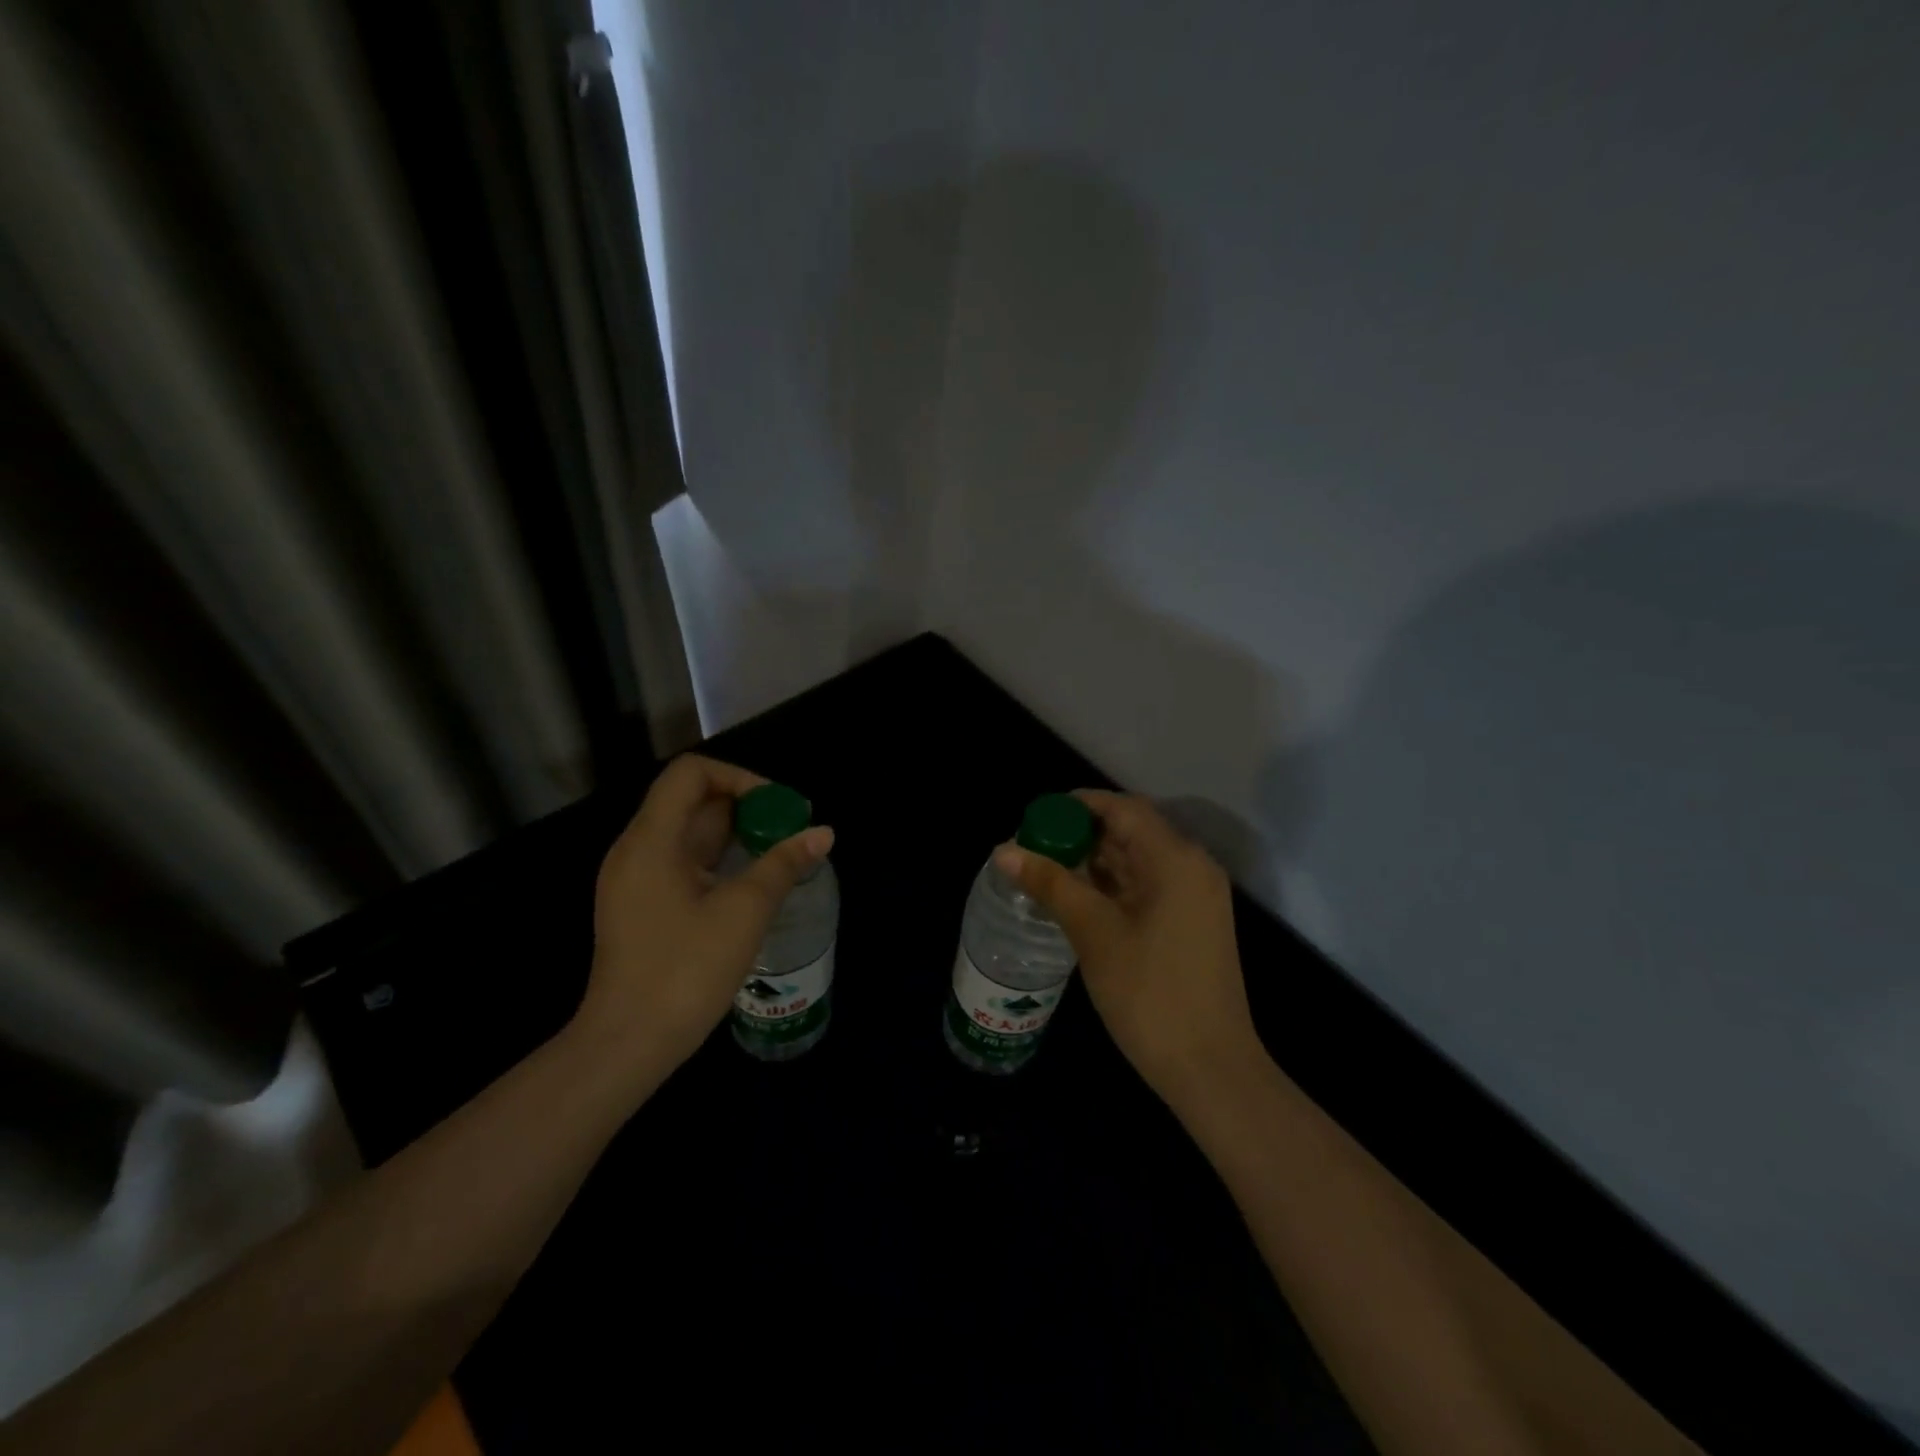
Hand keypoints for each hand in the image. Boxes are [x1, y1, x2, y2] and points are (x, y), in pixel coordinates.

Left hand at [580, 755, 833, 1083]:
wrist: (628, 1043)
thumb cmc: (684, 970)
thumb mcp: (744, 911)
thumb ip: (784, 864)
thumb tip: (823, 832)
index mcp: (651, 840)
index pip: (691, 774)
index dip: (739, 778)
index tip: (777, 808)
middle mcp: (637, 850)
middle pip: (692, 801)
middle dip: (746, 807)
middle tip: (791, 830)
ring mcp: (635, 880)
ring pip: (690, 834)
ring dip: (736, 835)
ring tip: (780, 854)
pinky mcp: (642, 906)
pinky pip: (684, 863)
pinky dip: (720, 860)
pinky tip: (752, 883)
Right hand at [996, 791, 1262, 1109]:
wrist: (1210, 1069)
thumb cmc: (1150, 993)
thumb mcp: (1093, 932)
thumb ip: (1050, 884)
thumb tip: (1004, 851)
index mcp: (1175, 859)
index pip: (1122, 809)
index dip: (1078, 805)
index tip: (1036, 816)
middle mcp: (1192, 867)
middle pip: (1131, 831)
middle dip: (1081, 834)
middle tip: (1032, 846)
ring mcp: (1195, 897)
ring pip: (1137, 861)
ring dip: (1094, 861)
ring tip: (1044, 870)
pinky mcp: (1191, 923)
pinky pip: (1146, 887)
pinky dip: (1111, 886)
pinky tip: (1075, 898)